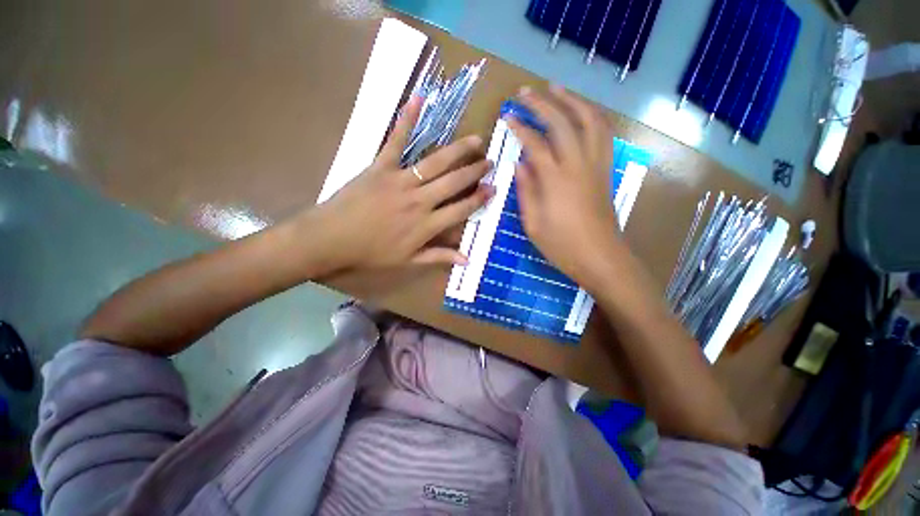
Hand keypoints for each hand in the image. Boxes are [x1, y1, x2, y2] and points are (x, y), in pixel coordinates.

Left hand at [306, 95, 492, 270]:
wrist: (331, 239)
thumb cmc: (371, 253)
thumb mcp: (408, 261)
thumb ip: (439, 257)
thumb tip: (466, 260)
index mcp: (426, 225)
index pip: (461, 209)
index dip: (479, 199)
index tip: (493, 189)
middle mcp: (420, 201)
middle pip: (454, 182)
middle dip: (475, 171)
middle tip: (490, 161)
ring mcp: (401, 181)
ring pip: (436, 162)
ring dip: (459, 150)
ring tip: (476, 140)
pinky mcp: (381, 167)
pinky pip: (396, 141)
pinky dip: (406, 120)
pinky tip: (418, 99)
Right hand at [507, 86, 623, 284]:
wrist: (600, 257)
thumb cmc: (562, 246)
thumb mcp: (533, 224)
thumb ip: (525, 191)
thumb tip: (519, 165)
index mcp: (555, 180)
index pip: (534, 143)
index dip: (519, 127)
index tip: (507, 117)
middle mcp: (577, 165)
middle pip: (562, 122)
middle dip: (542, 103)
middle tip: (525, 92)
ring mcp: (596, 165)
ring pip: (588, 120)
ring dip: (571, 100)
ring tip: (556, 88)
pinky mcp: (605, 170)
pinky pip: (603, 134)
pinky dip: (592, 116)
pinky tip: (582, 112)